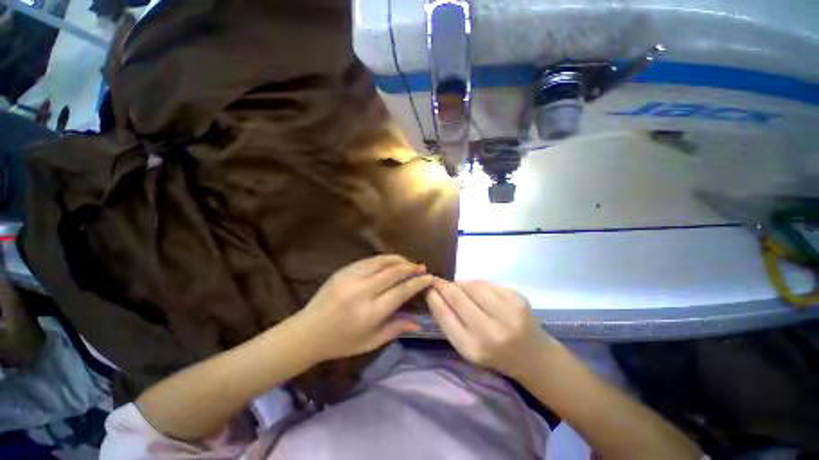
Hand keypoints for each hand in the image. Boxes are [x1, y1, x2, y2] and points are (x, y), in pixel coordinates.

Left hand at [295, 255, 431, 361]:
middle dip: (411, 268)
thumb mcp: (371, 341)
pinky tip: (390, 262)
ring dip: (399, 260)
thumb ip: (396, 328)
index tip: (429, 278)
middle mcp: (362, 291)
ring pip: (382, 261)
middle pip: (394, 272)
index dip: (418, 283)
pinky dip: (383, 259)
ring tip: (408, 262)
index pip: (401, 291)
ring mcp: (351, 278)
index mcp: (370, 312)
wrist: (308, 332)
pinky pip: (369, 260)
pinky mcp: (343, 271)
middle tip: (422, 267)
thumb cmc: (341, 342)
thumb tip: (419, 322)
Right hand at [426, 278, 556, 378]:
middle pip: (457, 297)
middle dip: (443, 285)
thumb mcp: (467, 347)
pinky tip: (478, 291)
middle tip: (437, 281)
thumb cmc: (493, 354)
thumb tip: (436, 292)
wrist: (533, 356)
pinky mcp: (518, 299)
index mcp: (473, 349)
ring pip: (472, 285)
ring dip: (461, 283)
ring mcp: (507, 314)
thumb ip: (450, 322)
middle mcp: (491, 333)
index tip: (427, 288)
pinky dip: (477, 284)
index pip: (445, 316)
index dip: (434, 298)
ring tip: (459, 288)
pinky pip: (487, 283)